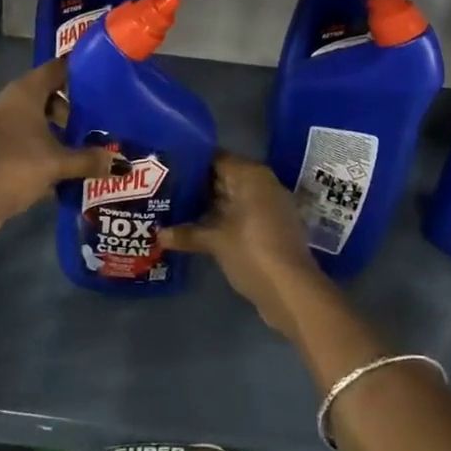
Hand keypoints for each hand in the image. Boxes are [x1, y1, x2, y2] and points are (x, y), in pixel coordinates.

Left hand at [0, 58, 115, 233]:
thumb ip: (90, 160)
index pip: (55, 69)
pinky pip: (20, 136)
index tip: (99, 80)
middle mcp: (7, 100)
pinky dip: (37, 146)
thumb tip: (122, 165)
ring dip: (51, 130)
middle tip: (92, 123)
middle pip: (43, 94)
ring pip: (30, 117)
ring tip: (77, 147)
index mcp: (24, 92)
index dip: (76, 72)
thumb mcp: (59, 163)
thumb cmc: (18, 165)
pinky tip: (56, 166)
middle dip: (68, 108)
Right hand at [162, 153, 323, 331]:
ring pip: (232, 198)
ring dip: (208, 206)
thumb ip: (187, 233)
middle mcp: (262, 185)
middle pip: (224, 178)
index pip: (216, 158)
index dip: (191, 162)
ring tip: (174, 208)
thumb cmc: (252, 252)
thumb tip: (158, 235)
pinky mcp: (271, 229)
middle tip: (165, 189)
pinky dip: (222, 220)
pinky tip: (197, 228)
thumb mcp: (216, 241)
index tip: (167, 168)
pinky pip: (241, 215)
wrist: (292, 292)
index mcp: (251, 176)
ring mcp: (269, 208)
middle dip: (197, 185)